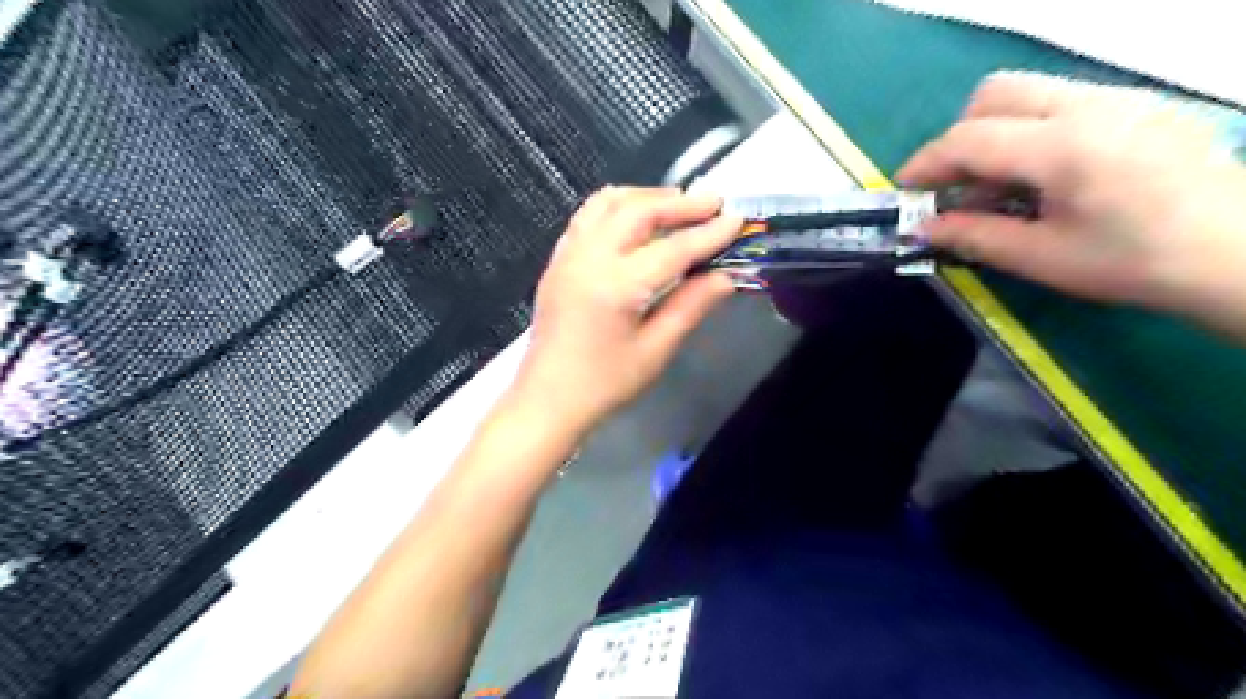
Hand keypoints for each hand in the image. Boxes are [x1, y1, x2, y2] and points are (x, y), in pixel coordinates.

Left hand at [515, 185, 743, 426]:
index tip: (738, 220)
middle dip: (680, 203)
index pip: (672, 248)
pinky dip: (617, 207)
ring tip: (678, 206)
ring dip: (646, 197)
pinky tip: (636, 220)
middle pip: (638, 210)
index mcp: (616, 286)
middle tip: (713, 204)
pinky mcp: (558, 261)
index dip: (709, 233)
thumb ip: (690, 307)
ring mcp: (568, 255)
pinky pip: (588, 216)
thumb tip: (725, 277)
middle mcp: (589, 258)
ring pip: (608, 203)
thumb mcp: (655, 351)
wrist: (547, 400)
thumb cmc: (604, 384)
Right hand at [901, 72, 1245, 333]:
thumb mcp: (1040, 258)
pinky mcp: (1137, 105)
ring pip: (1028, 93)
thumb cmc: (1132, 262)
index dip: (925, 163)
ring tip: (995, 184)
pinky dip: (1028, 130)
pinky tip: (1039, 175)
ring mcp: (1118, 99)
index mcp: (1062, 147)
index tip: (903, 190)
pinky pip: (1061, 101)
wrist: (1237, 253)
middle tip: (954, 184)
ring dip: (993, 132)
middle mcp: (1088, 106)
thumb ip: (973, 236)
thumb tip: (923, 227)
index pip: (969, 138)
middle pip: (995, 94)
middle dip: (958, 137)